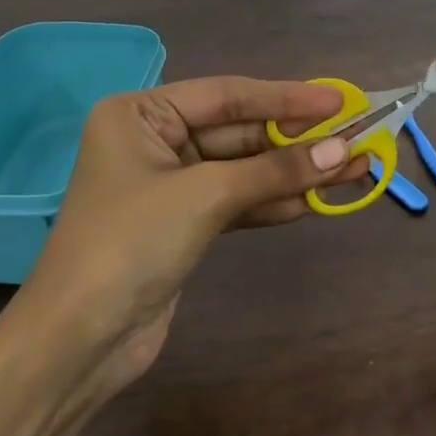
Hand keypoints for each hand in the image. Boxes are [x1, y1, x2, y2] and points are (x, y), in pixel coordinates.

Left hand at [20, 77, 368, 393]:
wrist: (80, 340)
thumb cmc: (132, 242)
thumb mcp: (206, 195)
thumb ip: (274, 170)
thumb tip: (343, 152)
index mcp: (142, 113)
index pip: (228, 95)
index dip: (286, 98)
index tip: (338, 102)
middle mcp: (154, 140)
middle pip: (239, 132)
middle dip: (296, 140)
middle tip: (355, 137)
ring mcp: (169, 184)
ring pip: (243, 169)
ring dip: (293, 172)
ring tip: (352, 168)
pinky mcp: (183, 223)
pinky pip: (237, 201)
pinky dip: (273, 201)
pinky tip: (315, 200)